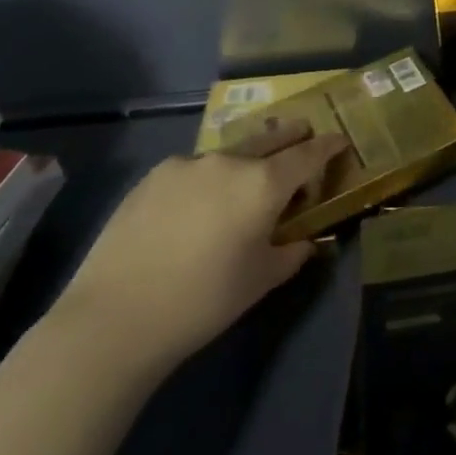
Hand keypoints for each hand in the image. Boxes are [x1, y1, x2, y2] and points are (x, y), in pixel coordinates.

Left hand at [53, 121, 350, 372]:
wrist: (115, 319)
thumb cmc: (203, 301)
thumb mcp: (261, 280)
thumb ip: (292, 252)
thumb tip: (304, 239)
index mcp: (264, 183)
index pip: (308, 154)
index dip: (328, 146)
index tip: (340, 140)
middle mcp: (230, 161)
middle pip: (270, 138)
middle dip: (291, 136)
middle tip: (303, 135)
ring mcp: (187, 164)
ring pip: (229, 154)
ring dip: (245, 160)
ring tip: (243, 180)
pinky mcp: (153, 177)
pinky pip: (193, 169)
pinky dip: (207, 178)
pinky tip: (195, 205)